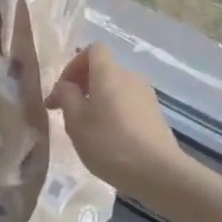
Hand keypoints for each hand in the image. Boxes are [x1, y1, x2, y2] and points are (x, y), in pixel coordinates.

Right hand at [46, 44, 183, 197]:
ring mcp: (147, 95)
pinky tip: (110, 139)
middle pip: (104, 70)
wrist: (158, 172)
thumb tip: (65, 86)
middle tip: (69, 112)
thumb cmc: (110, 143)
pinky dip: (115, 112)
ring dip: (99, 100)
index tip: (63, 90)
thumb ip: (66, 97)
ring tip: (88, 129)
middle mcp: (130, 77)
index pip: (93, 49)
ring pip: (116, 88)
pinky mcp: (156, 114)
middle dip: (83, 86)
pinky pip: (128, 104)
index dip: (74, 64)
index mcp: (109, 72)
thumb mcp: (76, 121)